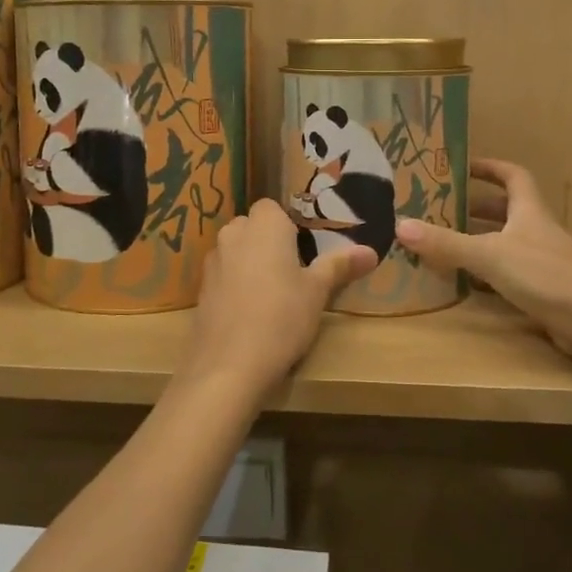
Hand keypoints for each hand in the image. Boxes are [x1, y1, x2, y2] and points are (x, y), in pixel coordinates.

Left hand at [180, 200, 376, 403]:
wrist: (229, 364)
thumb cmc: (282, 317)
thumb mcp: (317, 292)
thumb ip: (340, 266)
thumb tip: (371, 251)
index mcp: (264, 225)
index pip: (272, 208)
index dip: (287, 226)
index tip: (303, 251)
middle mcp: (233, 234)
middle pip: (252, 227)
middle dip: (268, 243)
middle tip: (292, 273)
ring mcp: (212, 261)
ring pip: (235, 251)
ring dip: (249, 263)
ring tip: (271, 295)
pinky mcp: (201, 289)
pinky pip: (223, 276)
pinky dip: (234, 285)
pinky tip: (249, 313)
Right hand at [395, 158, 571, 370]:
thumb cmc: (546, 276)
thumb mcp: (490, 256)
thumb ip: (446, 244)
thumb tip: (400, 225)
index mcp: (529, 211)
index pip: (513, 176)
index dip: (490, 167)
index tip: (462, 166)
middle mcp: (537, 231)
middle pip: (506, 210)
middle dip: (475, 207)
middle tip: (440, 208)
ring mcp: (543, 262)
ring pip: (506, 242)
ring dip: (479, 240)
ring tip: (444, 242)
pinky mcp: (544, 290)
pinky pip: (509, 273)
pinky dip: (487, 273)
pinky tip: (466, 282)